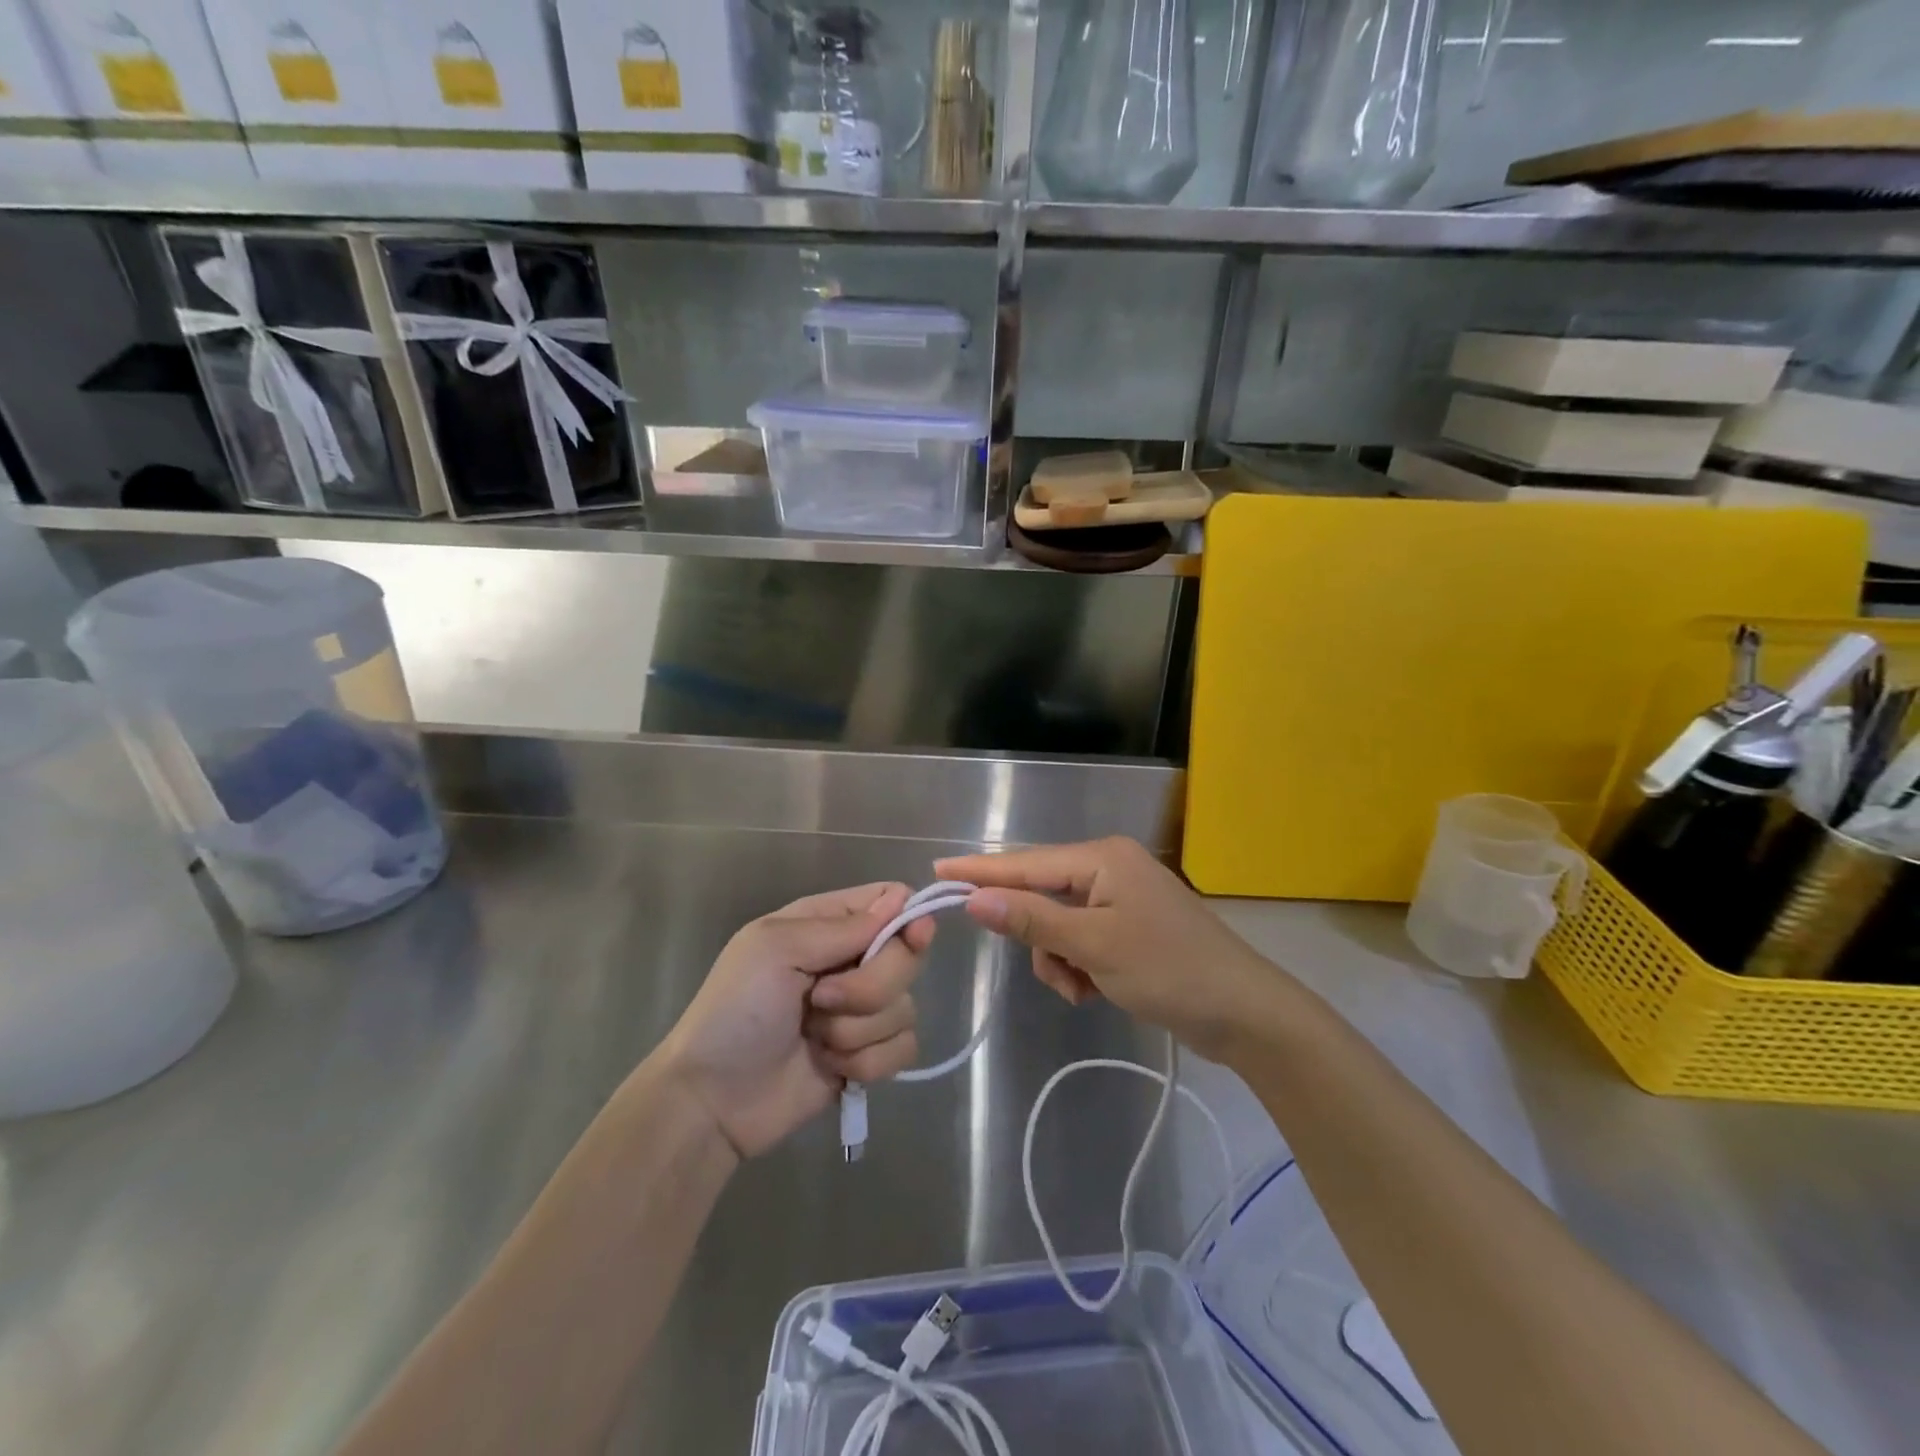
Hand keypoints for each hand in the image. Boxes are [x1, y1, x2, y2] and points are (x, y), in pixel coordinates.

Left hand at [656, 883, 932, 1159]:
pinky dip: (867, 1062)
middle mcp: (850, 960)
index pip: (891, 900)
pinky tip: (831, 1067)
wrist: (713, 1099)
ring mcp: (861, 1010)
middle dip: (869, 986)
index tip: (912, 938)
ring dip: (858, 1030)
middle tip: (821, 999)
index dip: (908, 917)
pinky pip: (903, 1049)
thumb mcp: (776, 949)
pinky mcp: (867, 1055)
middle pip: (907, 956)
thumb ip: (843, 927)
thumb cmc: (736, 1010)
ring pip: (905, 1007)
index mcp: (827, 924)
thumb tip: (903, 898)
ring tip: (815, 1038)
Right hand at [934, 838, 1280, 1060]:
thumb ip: (1032, 919)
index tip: (936, 870)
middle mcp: (1109, 868)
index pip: (1026, 863)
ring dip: (1059, 960)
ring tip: (1083, 989)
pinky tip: (1094, 991)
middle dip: (1039, 938)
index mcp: (1102, 858)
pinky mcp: (1128, 928)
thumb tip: (973, 898)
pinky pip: (1080, 940)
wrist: (1242, 1012)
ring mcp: (1120, 898)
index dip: (980, 871)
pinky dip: (1078, 967)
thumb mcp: (1093, 945)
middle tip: (1055, 971)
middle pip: (1042, 896)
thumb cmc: (1168, 970)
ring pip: (1057, 925)